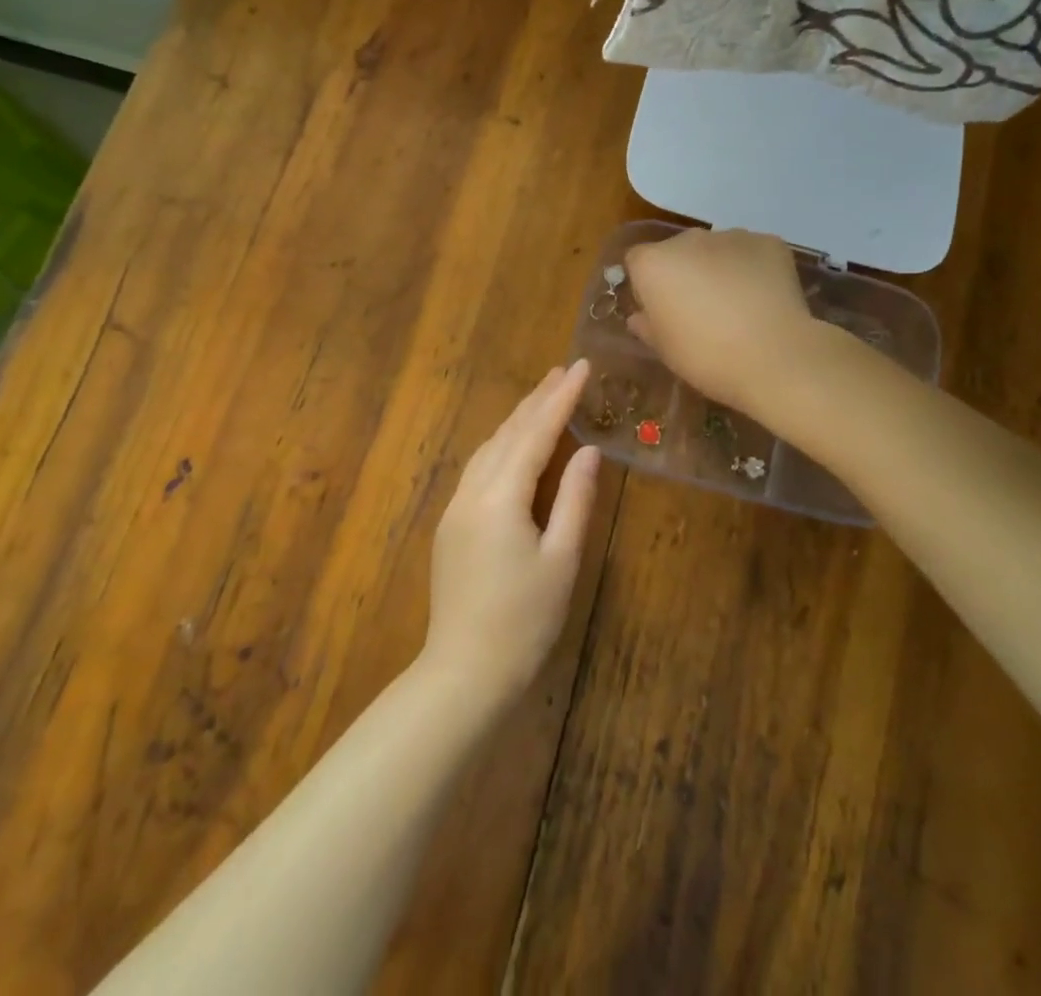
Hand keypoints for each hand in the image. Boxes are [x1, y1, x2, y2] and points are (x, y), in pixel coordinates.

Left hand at [422, 362, 600, 706]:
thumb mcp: (561, 559)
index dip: (561, 398)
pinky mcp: (451, 526)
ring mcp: (456, 508)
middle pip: (508, 433)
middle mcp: (472, 491)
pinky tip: (513, 445)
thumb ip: (575, 499)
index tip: (582, 366)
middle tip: (563, 371)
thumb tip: (590, 450)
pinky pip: (479, 468)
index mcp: (501, 496)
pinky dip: (502, 445)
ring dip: (517, 420)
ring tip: (542, 398)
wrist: (464, 673)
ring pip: (489, 448)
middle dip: (537, 400)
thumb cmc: (524, 620)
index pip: (536, 433)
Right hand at [623, 229, 816, 416]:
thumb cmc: (705, 357)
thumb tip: (639, 316)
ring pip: (716, 249)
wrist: (774, 357)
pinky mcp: (768, 242)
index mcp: (653, 263)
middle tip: (700, 309)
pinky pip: (751, 252)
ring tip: (737, 305)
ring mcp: (731, 236)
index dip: (646, 286)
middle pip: (677, 251)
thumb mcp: (665, 350)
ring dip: (718, 268)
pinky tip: (763, 299)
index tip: (660, 311)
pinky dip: (753, 269)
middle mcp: (688, 239)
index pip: (637, 262)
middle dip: (684, 273)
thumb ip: (646, 326)